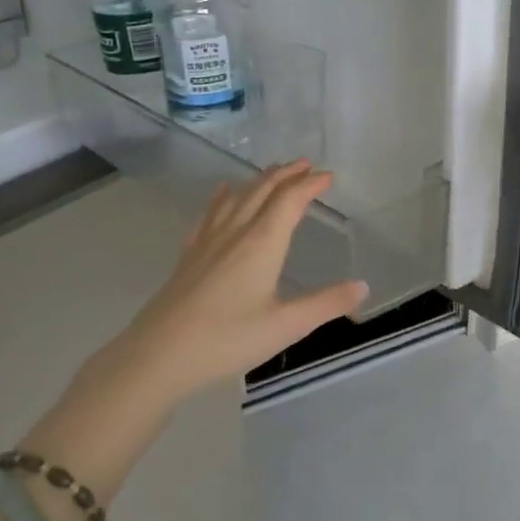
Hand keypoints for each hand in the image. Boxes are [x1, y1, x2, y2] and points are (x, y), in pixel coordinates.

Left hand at [27, 164, 366, 505]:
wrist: (158, 356)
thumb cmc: (227, 339)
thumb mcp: (286, 326)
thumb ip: (326, 304)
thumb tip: (362, 286)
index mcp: (262, 242)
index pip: (290, 200)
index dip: (310, 184)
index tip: (328, 176)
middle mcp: (236, 232)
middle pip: (263, 189)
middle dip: (286, 174)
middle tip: (306, 164)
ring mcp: (208, 241)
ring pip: (237, 197)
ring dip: (259, 180)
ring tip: (274, 172)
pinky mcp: (189, 255)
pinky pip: (210, 214)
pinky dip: (223, 197)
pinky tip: (224, 192)